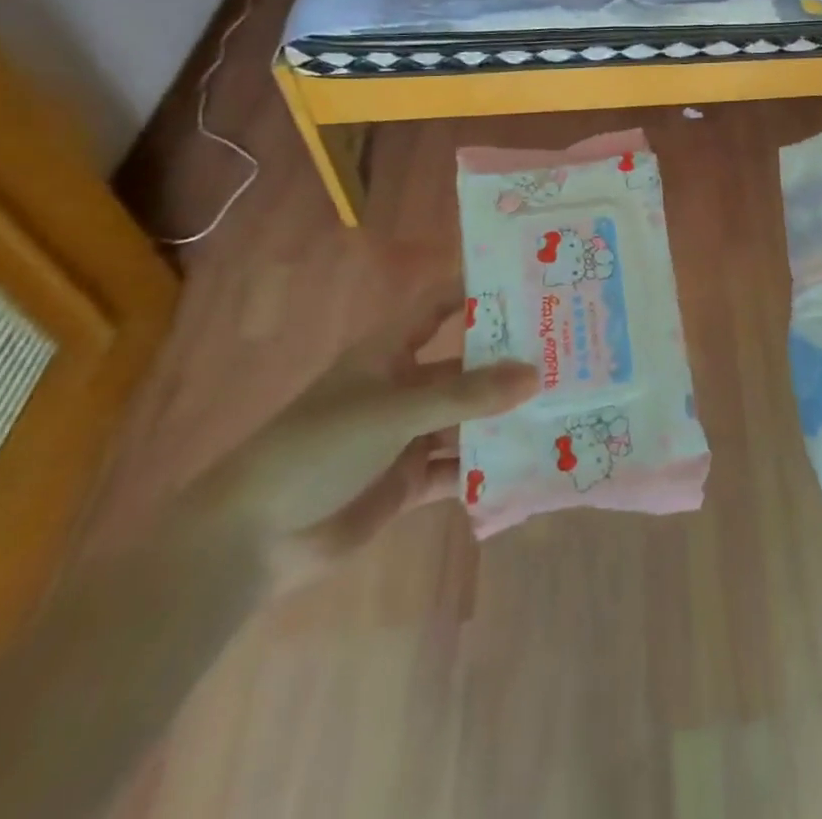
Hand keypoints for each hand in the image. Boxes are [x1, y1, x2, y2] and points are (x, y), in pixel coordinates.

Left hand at [185, 300, 537, 593]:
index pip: (439, 307)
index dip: (477, 293)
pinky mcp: (407, 480)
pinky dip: (485, 467)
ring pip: (466, 421)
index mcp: (391, 353)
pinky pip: (456, 467)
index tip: (529, 285)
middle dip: (507, 366)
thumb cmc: (320, 447)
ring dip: (502, 420)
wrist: (255, 537)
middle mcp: (404, 387)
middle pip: (464, 369)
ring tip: (560, 412)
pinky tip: (526, 464)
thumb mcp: (395, 411)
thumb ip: (466, 396)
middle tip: (566, 357)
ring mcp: (406, 436)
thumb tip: (534, 374)